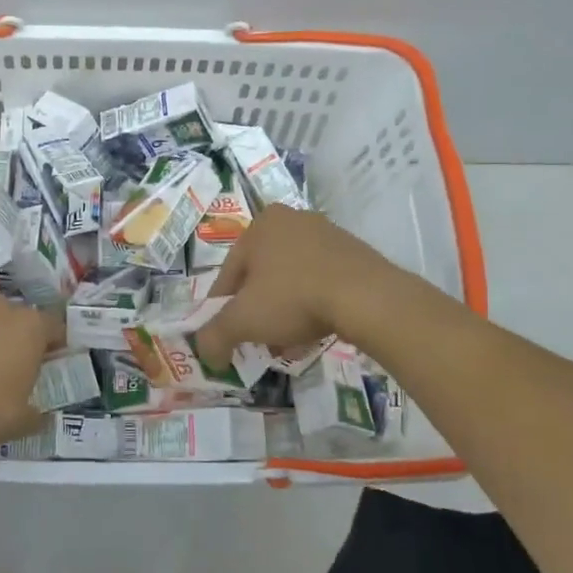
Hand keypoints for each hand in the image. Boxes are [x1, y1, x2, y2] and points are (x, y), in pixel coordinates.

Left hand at [0, 299, 62, 451]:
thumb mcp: (24, 420)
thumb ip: (36, 412)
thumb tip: (39, 416)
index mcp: (31, 326)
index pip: (54, 327)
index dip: (55, 344)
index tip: (52, 361)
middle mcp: (0, 311)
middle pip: (18, 319)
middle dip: (20, 337)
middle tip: (18, 364)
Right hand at [195, 206, 402, 368]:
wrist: (367, 297)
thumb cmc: (293, 298)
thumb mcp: (243, 321)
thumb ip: (214, 335)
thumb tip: (205, 353)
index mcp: (261, 224)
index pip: (228, 273)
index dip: (222, 309)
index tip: (227, 336)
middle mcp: (292, 219)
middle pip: (261, 275)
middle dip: (257, 310)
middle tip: (257, 340)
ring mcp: (326, 234)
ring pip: (291, 279)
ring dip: (284, 310)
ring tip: (287, 341)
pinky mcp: (354, 252)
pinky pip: (320, 280)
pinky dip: (312, 304)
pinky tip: (314, 330)